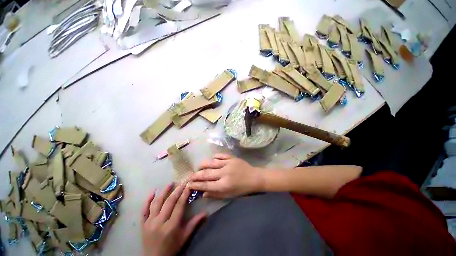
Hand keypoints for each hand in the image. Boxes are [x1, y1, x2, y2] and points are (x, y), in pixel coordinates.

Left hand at [142, 183, 205, 255]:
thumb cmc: (172, 247)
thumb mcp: (184, 237)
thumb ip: (194, 224)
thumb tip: (206, 212)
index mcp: (171, 226)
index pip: (179, 205)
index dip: (184, 194)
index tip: (188, 185)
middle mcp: (160, 222)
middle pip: (169, 202)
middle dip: (177, 190)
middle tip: (182, 182)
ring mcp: (150, 222)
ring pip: (157, 203)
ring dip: (164, 191)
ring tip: (170, 183)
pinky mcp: (143, 224)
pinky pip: (144, 210)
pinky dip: (148, 200)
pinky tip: (153, 191)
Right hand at [187, 154, 262, 198]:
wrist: (254, 177)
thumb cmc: (242, 189)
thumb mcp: (229, 195)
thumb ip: (215, 194)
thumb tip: (202, 193)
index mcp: (224, 185)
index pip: (206, 185)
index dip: (196, 185)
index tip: (189, 184)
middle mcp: (224, 173)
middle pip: (206, 173)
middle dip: (196, 175)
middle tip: (190, 176)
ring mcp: (228, 163)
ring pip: (211, 163)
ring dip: (203, 165)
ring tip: (198, 168)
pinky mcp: (231, 157)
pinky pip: (220, 155)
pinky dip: (214, 157)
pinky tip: (211, 160)